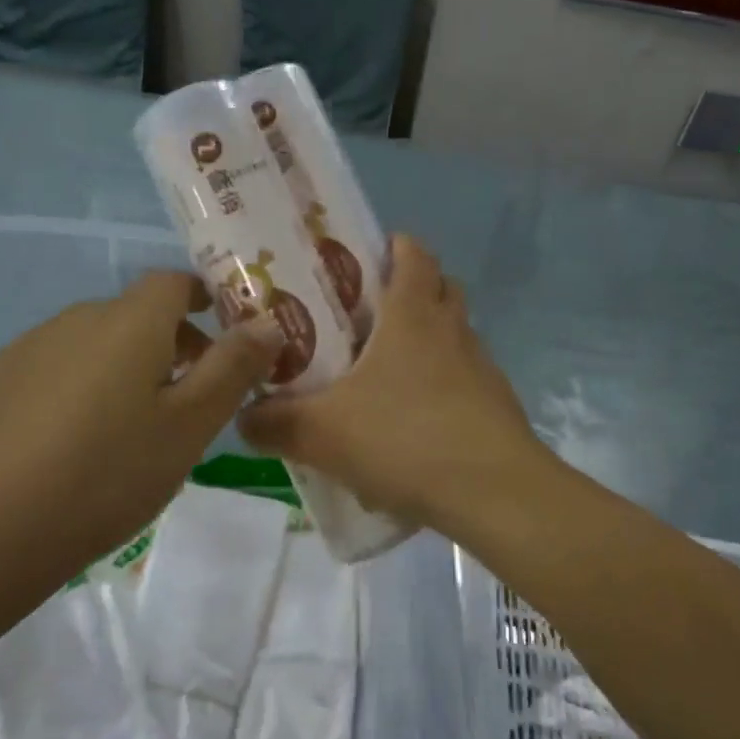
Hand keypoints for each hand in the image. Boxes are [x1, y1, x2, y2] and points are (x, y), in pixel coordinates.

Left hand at [0, 272, 282, 591]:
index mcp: (129, 322)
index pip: (174, 282)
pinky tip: (75, 441)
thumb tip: (268, 322)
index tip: (223, 337)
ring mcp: (30, 348)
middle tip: (188, 399)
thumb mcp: (190, 426)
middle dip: (170, 342)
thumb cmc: (110, 473)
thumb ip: (233, 368)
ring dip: (124, 365)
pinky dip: (81, 386)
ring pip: (95, 342)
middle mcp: (77, 318)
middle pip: (135, 314)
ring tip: (132, 427)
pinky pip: (56, 367)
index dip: (204, 298)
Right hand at [238, 236, 549, 533]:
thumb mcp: (323, 434)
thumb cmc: (405, 439)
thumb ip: (275, 424)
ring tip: (384, 375)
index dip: (394, 246)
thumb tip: (243, 418)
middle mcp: (453, 330)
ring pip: (454, 335)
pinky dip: (441, 387)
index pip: (414, 254)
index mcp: (413, 315)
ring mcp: (482, 368)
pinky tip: (413, 424)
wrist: (493, 493)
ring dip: (427, 342)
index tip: (365, 258)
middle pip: (440, 288)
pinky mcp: (497, 406)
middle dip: (410, 291)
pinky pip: (465, 380)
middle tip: (367, 316)